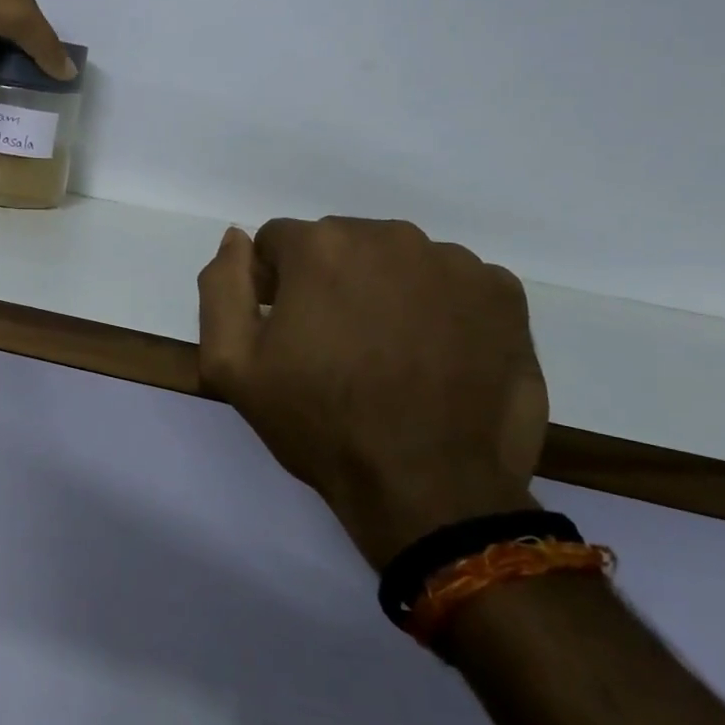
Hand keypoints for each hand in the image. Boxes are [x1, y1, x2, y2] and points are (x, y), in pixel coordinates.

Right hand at [197, 218, 547, 569]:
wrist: (429, 488)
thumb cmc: (320, 423)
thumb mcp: (232, 364)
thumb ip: (221, 286)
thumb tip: (236, 239)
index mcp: (322, 246)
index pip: (281, 243)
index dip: (274, 285)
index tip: (289, 333)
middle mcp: (389, 236)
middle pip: (341, 244)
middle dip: (330, 282)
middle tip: (339, 347)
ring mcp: (453, 263)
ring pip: (398, 261)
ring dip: (386, 291)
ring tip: (392, 355)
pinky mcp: (503, 294)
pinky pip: (454, 283)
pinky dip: (440, 308)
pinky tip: (438, 356)